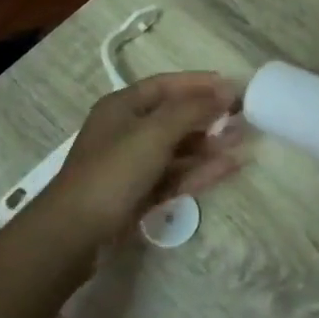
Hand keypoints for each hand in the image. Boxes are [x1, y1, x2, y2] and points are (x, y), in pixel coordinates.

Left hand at [34, 72, 242, 255]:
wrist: (74, 234)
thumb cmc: (113, 172)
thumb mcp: (154, 133)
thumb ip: (192, 110)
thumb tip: (227, 90)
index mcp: (122, 106)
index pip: (166, 85)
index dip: (199, 84)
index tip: (233, 86)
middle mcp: (127, 130)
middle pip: (174, 116)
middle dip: (209, 116)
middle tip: (244, 116)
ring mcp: (133, 164)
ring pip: (178, 148)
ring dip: (209, 145)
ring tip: (243, 141)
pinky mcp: (140, 193)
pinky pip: (176, 175)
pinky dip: (200, 170)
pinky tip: (229, 167)